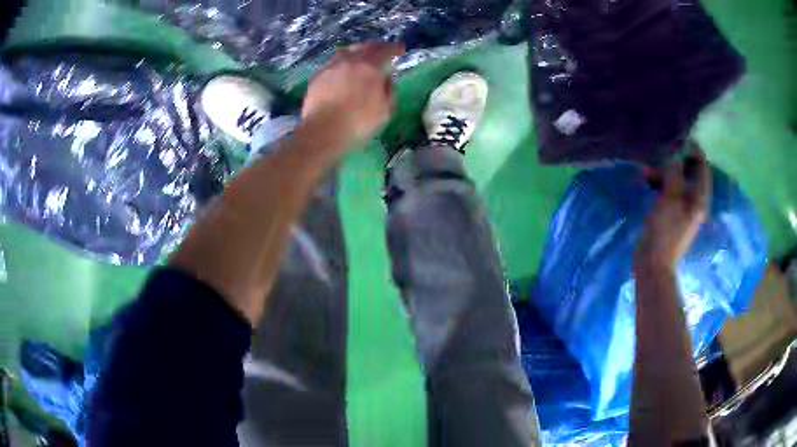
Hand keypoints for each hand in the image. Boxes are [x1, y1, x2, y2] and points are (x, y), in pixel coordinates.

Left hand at [301, 42, 405, 146]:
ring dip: (356, 53)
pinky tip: (341, 75)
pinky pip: (333, 64)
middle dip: (375, 48)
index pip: (385, 50)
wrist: (322, 133)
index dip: (394, 49)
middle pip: (364, 47)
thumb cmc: (358, 124)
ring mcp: (331, 67)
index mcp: (370, 67)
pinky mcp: (317, 77)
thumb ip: (389, 91)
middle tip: (380, 53)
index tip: (399, 50)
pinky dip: (341, 65)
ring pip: (346, 52)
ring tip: (359, 61)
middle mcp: (350, 61)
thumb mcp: (385, 111)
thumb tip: (386, 79)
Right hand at [636, 142, 711, 269]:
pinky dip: (659, 184)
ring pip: (676, 181)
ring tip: (646, 172)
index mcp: (700, 198)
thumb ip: (674, 172)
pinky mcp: (671, 214)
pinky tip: (647, 182)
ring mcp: (682, 209)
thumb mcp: (671, 197)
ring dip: (663, 173)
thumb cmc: (665, 230)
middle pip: (689, 173)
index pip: (702, 167)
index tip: (677, 139)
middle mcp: (694, 201)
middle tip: (658, 155)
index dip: (692, 151)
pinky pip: (668, 191)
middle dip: (674, 162)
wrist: (653, 262)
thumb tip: (675, 152)